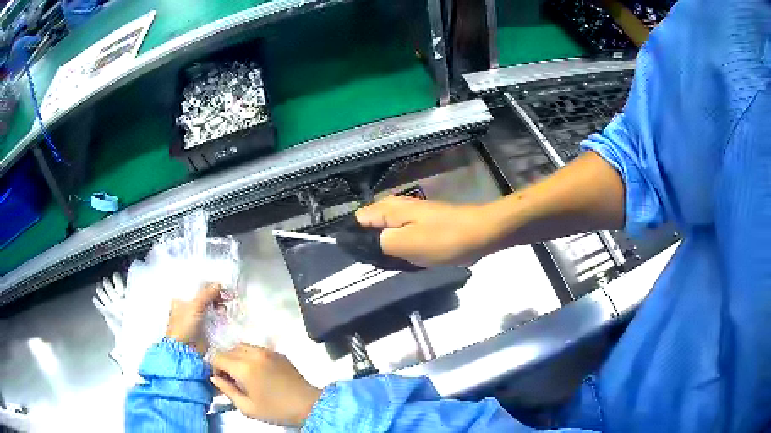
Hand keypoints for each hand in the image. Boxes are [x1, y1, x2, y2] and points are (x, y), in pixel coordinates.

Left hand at [165, 283, 221, 354]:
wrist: (186, 350)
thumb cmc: (183, 327)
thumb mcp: (195, 305)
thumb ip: (207, 293)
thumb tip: (218, 284)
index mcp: (181, 300)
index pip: (196, 288)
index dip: (208, 286)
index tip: (219, 285)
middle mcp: (188, 308)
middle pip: (204, 298)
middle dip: (215, 296)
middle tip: (226, 294)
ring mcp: (196, 319)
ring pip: (210, 309)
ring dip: (218, 307)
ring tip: (224, 307)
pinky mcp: (204, 329)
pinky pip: (214, 319)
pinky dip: (219, 317)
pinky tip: (223, 315)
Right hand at [210, 344, 321, 426]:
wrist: (308, 406)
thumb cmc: (276, 410)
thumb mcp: (247, 407)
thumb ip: (227, 390)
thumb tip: (214, 378)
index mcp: (244, 367)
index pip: (217, 357)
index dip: (215, 368)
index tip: (222, 381)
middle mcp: (254, 354)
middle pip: (229, 350)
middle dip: (225, 362)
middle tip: (232, 379)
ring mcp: (268, 351)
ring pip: (242, 346)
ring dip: (237, 357)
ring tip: (244, 375)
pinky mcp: (278, 353)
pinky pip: (257, 349)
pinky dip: (251, 356)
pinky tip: (258, 371)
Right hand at [355, 196, 496, 265]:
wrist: (480, 234)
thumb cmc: (442, 239)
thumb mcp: (403, 244)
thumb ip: (376, 242)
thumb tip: (356, 243)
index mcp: (386, 208)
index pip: (355, 221)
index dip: (352, 239)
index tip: (356, 259)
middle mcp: (394, 208)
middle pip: (369, 228)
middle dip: (369, 247)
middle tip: (375, 266)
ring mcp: (409, 216)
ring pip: (386, 235)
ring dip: (386, 251)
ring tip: (390, 265)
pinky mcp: (421, 226)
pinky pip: (401, 238)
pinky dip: (401, 250)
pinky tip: (405, 261)